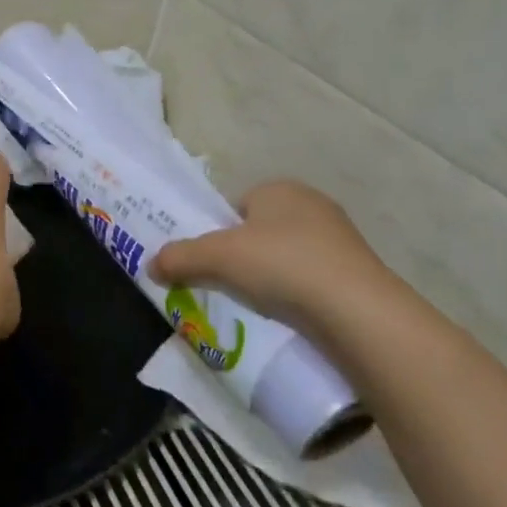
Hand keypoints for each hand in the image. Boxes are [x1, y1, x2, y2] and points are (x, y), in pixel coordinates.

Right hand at [148, 180, 391, 325]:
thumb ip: (179, 257)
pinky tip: (287, 317)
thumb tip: (150, 265)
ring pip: (285, 258)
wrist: (356, 311)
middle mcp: (312, 205)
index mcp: (279, 189)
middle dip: (241, 258)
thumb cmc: (281, 265)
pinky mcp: (356, 273)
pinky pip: (310, 280)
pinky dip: (295, 296)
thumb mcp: (217, 257)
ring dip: (269, 279)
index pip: (235, 206)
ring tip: (255, 307)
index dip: (217, 233)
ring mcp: (339, 239)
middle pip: (258, 233)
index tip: (209, 263)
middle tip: (225, 286)